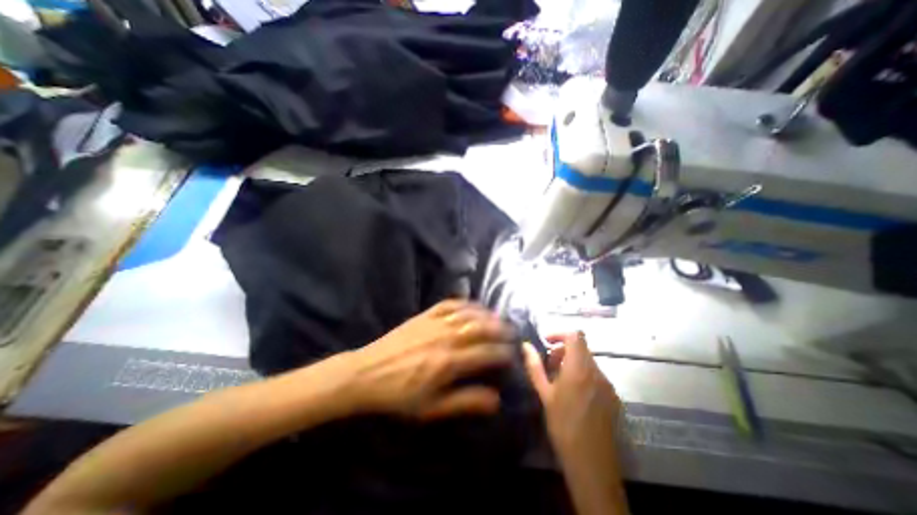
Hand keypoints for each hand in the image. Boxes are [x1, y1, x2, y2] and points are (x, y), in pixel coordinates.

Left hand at [342, 302, 515, 418]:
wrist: (367, 373)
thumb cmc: (400, 395)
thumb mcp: (432, 408)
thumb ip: (465, 401)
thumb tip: (496, 400)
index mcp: (449, 363)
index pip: (486, 353)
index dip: (502, 353)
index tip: (512, 354)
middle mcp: (446, 338)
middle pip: (481, 328)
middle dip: (500, 329)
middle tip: (511, 332)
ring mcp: (435, 323)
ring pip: (468, 313)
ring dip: (486, 314)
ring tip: (497, 318)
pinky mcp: (425, 315)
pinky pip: (450, 304)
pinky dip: (465, 303)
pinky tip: (472, 305)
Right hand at [524, 332, 630, 512]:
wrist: (592, 464)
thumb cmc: (563, 425)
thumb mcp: (544, 394)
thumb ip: (534, 366)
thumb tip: (525, 345)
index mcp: (579, 368)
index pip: (575, 335)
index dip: (559, 334)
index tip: (546, 343)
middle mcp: (597, 371)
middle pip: (581, 347)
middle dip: (563, 350)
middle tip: (548, 365)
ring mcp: (607, 384)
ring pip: (588, 361)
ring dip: (572, 362)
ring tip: (558, 381)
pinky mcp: (613, 396)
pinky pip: (595, 375)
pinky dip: (582, 374)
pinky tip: (573, 394)